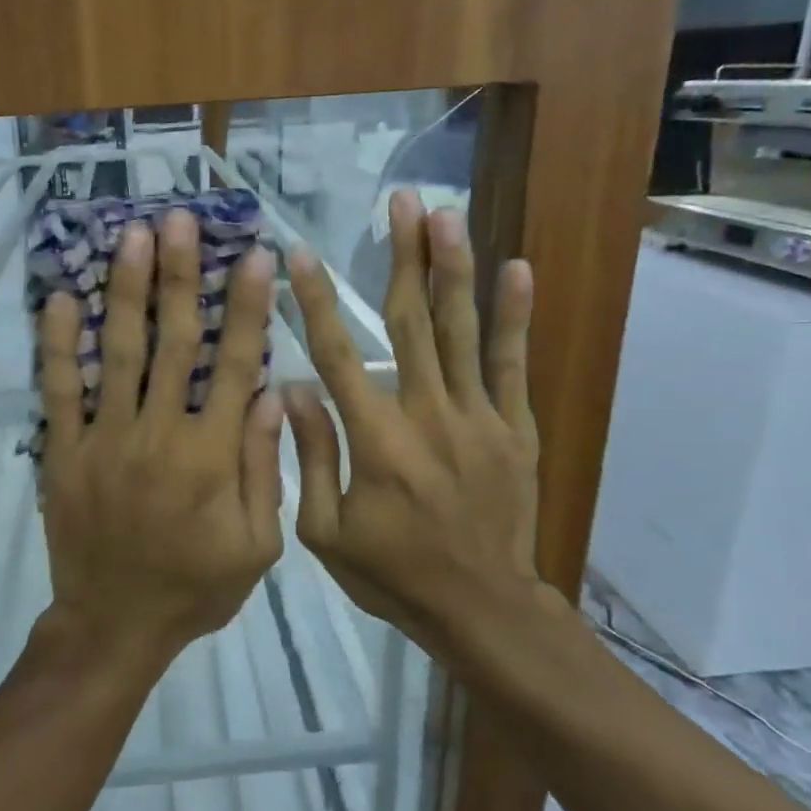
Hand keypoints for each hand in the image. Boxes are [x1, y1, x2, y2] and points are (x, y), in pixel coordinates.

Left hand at [37, 210, 284, 667]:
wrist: (115, 625)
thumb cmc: (195, 588)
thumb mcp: (256, 545)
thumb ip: (264, 468)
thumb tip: (270, 395)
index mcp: (211, 455)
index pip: (234, 365)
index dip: (246, 307)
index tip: (254, 256)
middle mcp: (158, 433)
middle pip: (173, 341)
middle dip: (179, 276)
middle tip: (179, 219)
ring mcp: (104, 439)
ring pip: (118, 352)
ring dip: (126, 291)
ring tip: (130, 236)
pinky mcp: (63, 452)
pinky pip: (59, 391)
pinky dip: (58, 344)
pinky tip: (61, 298)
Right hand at [283, 189, 553, 659]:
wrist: (482, 608)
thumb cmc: (393, 574)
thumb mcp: (326, 532)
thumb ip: (310, 456)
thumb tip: (294, 388)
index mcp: (375, 439)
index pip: (338, 354)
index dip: (315, 302)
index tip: (300, 255)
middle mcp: (427, 413)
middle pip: (410, 322)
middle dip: (403, 257)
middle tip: (401, 201)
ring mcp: (477, 417)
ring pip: (462, 330)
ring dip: (453, 268)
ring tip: (448, 215)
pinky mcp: (514, 428)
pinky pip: (512, 364)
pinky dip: (515, 316)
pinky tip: (516, 269)